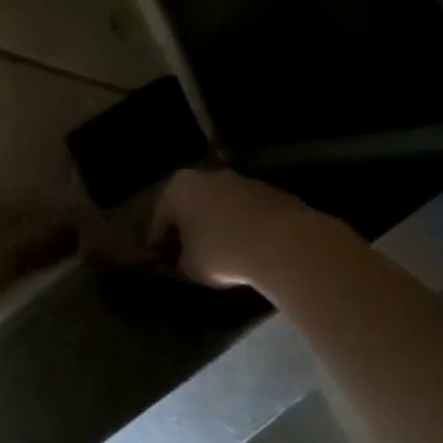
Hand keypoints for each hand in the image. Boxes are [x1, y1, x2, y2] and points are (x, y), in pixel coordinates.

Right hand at [149, 167, 342, 288]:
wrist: (284, 244)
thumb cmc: (220, 252)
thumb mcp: (188, 266)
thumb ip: (179, 261)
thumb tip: (181, 261)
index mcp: (178, 188)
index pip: (160, 220)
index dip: (158, 245)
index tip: (160, 262)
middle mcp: (208, 176)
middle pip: (191, 206)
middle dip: (188, 229)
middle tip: (187, 254)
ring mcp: (244, 181)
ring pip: (221, 207)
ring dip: (217, 226)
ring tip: (220, 253)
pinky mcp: (274, 193)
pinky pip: (248, 213)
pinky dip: (244, 227)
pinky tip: (247, 249)